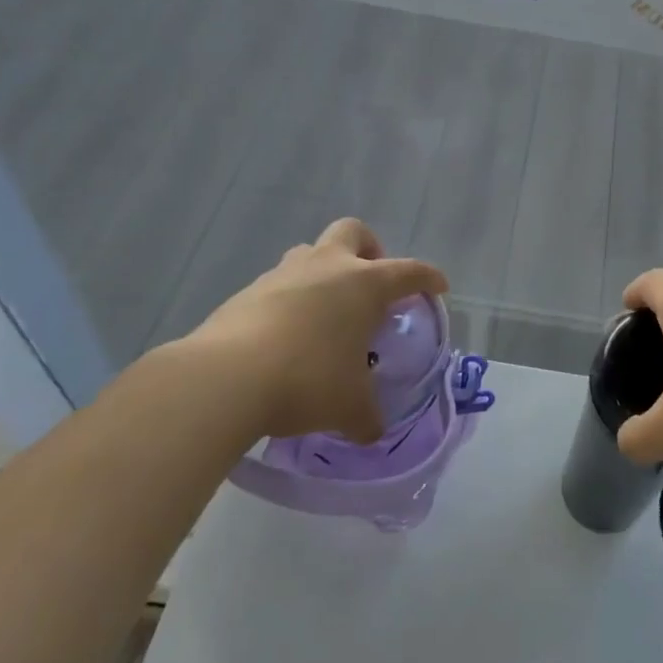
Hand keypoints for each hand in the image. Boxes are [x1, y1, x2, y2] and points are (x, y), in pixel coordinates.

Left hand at [173, 218, 446, 443]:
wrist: (225, 379)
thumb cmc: (308, 381)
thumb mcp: (349, 408)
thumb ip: (368, 416)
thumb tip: (372, 430)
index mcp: (364, 284)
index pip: (409, 271)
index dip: (427, 278)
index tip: (437, 287)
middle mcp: (326, 267)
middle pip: (353, 232)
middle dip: (369, 249)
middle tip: (371, 284)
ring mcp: (282, 275)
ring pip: (310, 253)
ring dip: (324, 273)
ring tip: (326, 313)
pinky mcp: (246, 293)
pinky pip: (278, 285)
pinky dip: (290, 301)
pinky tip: (286, 337)